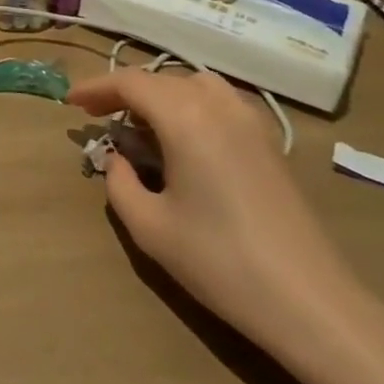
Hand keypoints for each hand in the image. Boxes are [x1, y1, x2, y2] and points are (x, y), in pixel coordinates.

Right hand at [67, 67, 380, 363]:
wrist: (311, 304)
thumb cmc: (220, 262)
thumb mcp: (150, 227)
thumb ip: (120, 183)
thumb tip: (118, 160)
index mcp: (186, 118)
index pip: (130, 83)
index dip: (96, 88)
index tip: (71, 103)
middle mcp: (219, 106)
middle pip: (162, 79)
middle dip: (126, 93)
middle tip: (101, 117)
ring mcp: (252, 122)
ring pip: (195, 84)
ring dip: (162, 95)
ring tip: (143, 125)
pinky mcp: (271, 143)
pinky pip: (220, 103)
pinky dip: (192, 106)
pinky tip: (185, 141)